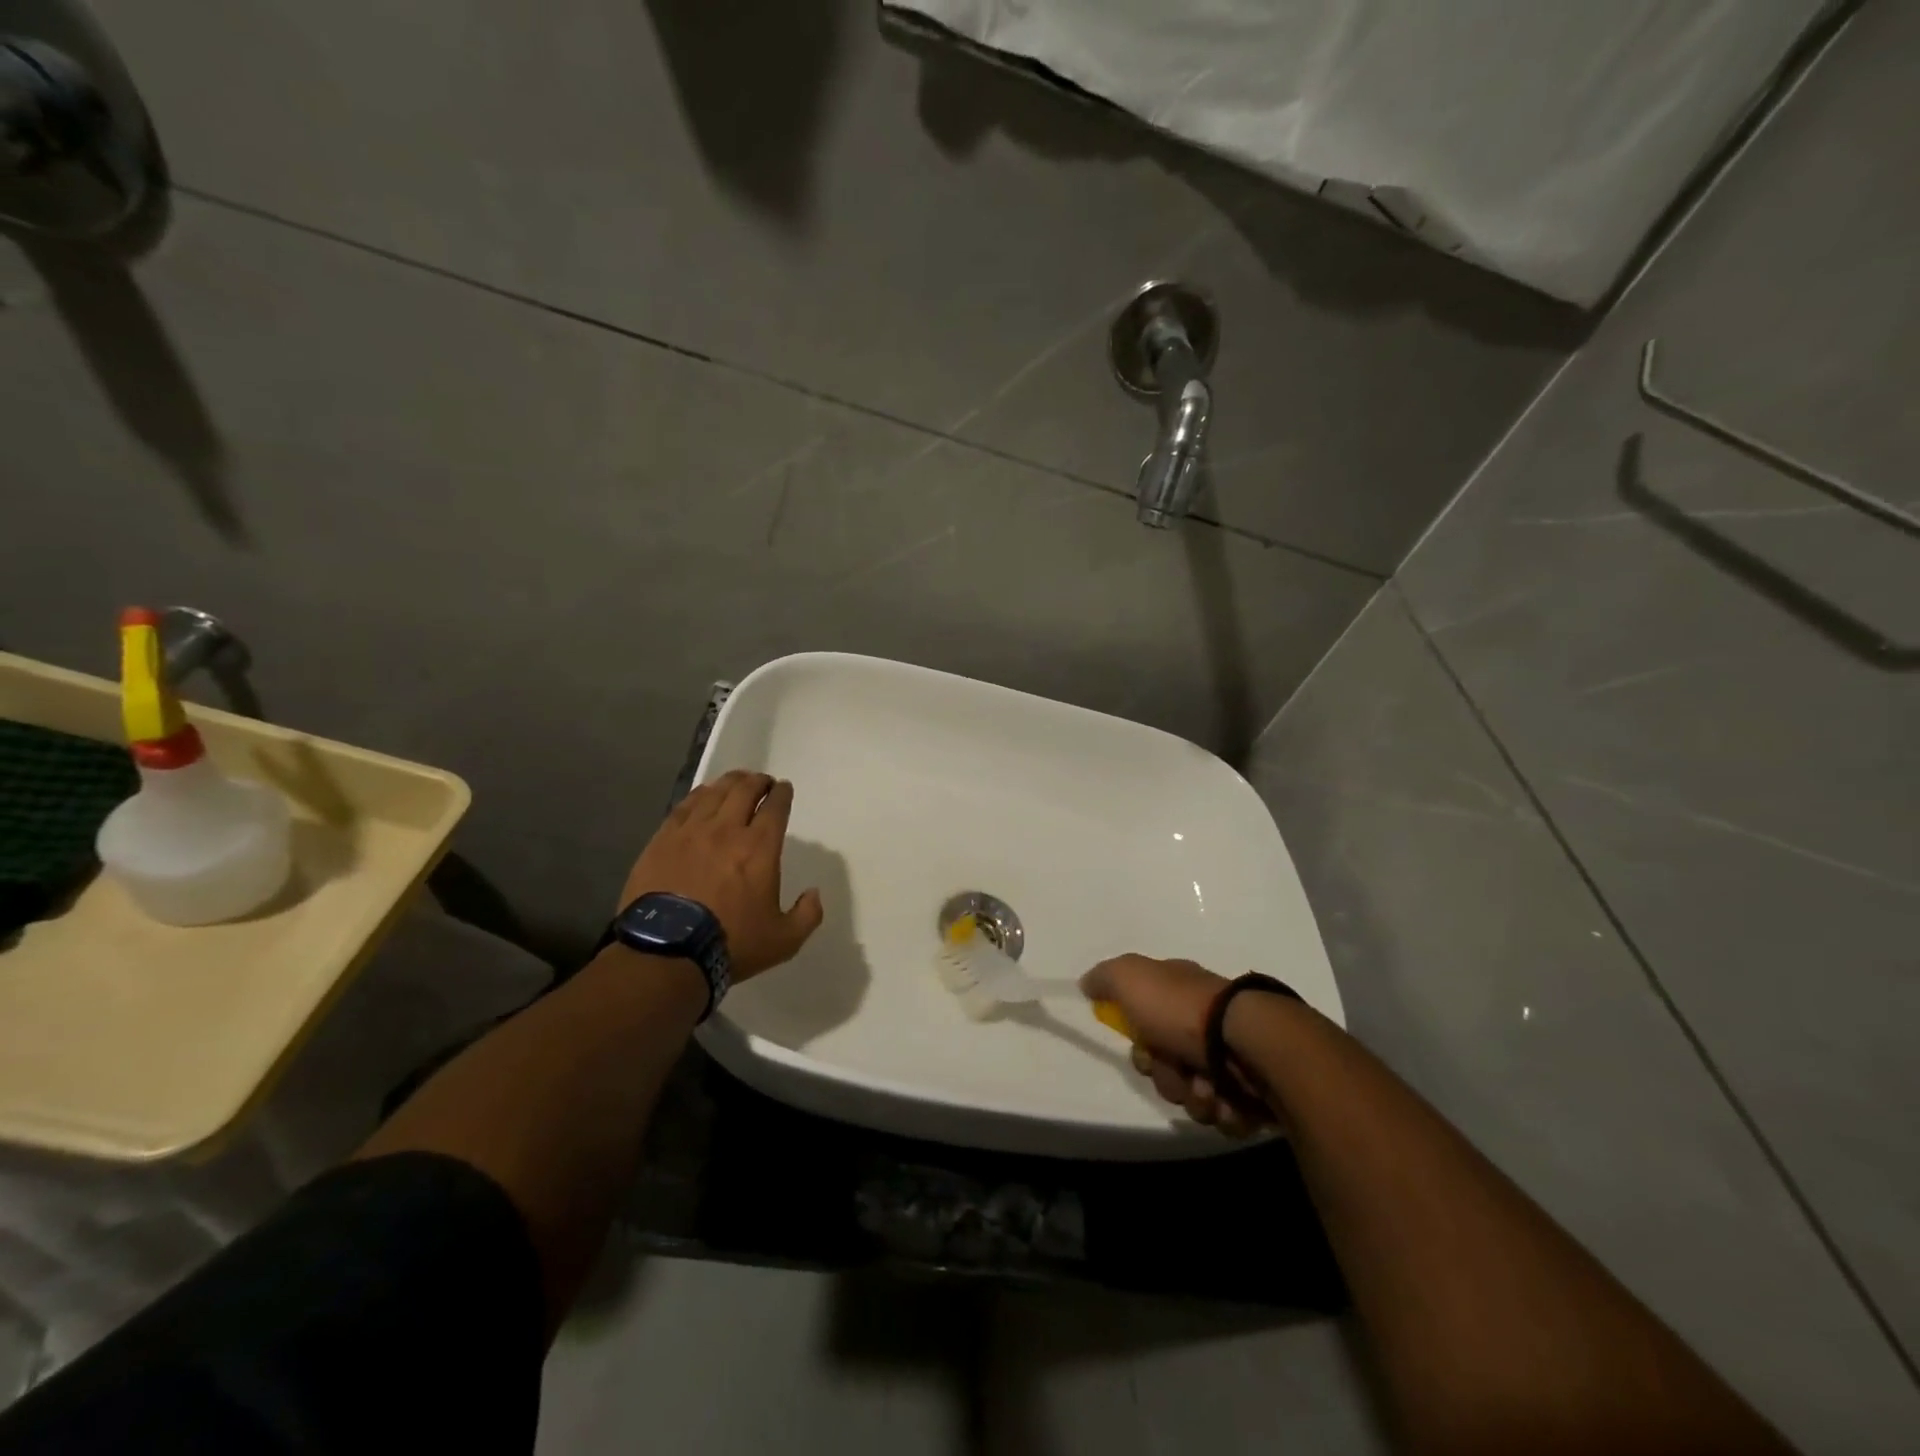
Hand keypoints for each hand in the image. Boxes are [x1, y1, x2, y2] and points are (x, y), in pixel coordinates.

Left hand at [620, 770, 824, 981]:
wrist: (667, 953)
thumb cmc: (731, 944)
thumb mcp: (784, 940)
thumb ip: (808, 915)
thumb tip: (813, 893)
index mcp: (760, 848)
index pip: (775, 808)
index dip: (781, 794)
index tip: (784, 788)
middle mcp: (727, 830)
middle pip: (744, 791)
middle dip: (758, 781)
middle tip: (762, 782)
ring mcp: (691, 832)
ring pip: (714, 793)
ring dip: (730, 782)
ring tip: (736, 781)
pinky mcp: (662, 840)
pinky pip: (685, 806)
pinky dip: (699, 795)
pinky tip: (703, 795)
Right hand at [1080, 954, 1270, 1135]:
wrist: (1246, 1042)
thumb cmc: (1183, 1010)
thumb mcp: (1131, 978)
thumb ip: (1105, 978)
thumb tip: (1087, 982)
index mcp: (1180, 997)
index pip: (1147, 1029)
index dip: (1140, 1047)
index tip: (1145, 1050)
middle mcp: (1205, 1026)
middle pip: (1168, 1068)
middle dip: (1168, 1078)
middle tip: (1177, 1070)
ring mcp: (1233, 1060)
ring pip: (1195, 1096)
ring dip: (1195, 1098)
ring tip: (1208, 1088)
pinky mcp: (1255, 1092)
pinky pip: (1226, 1116)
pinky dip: (1223, 1112)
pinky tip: (1227, 1100)